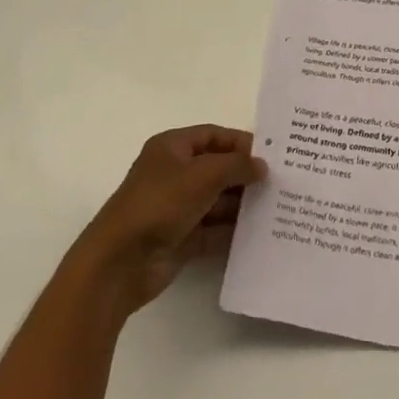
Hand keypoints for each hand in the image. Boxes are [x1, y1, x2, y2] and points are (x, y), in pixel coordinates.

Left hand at [67, 125, 265, 317]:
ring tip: (275, 208)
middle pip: (216, 168)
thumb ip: (236, 166)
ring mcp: (175, 208)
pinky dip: (231, 232)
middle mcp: (173, 174)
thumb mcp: (203, 174)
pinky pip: (212, 230)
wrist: (119, 263)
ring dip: (241, 204)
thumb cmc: (160, 203)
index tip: (270, 153)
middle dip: (244, 175)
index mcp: (171, 148)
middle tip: (279, 182)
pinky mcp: (179, 239)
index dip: (240, 142)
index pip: (212, 135)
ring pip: (216, 201)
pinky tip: (257, 235)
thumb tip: (261, 166)